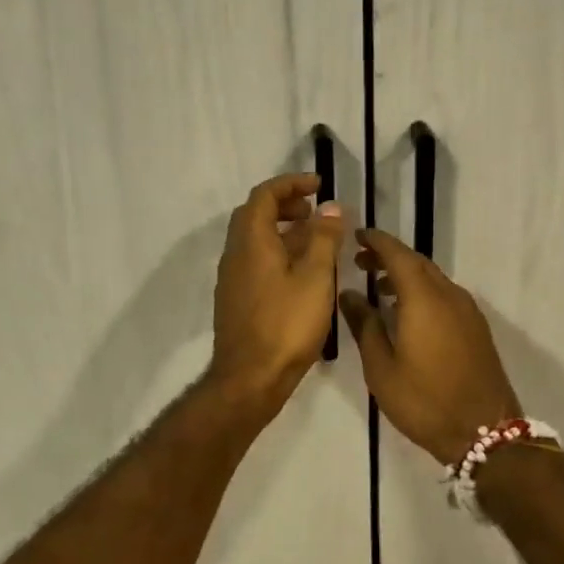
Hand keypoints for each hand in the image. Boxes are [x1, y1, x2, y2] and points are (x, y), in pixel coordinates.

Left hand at [208, 173, 346, 412]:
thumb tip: (329, 206)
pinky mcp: (237, 300)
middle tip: (315, 211)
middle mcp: (235, 255)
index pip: (264, 195)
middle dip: (285, 204)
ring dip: (282, 230)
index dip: (291, 184)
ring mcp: (233, 280)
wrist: (250, 379)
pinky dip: (277, 252)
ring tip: (315, 240)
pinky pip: (255, 261)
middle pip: (254, 214)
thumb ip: (323, 238)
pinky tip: (301, 273)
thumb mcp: (316, 278)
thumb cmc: (286, 325)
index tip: (318, 184)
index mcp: (251, 242)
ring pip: (254, 240)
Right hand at [338, 229, 520, 465]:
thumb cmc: (425, 401)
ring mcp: (467, 310)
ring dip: (406, 275)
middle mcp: (449, 295)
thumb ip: (365, 325)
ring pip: (433, 278)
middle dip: (389, 256)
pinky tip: (407, 311)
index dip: (376, 242)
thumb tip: (348, 294)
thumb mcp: (382, 368)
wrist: (485, 432)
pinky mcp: (476, 327)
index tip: (356, 236)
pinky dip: (423, 291)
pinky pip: (445, 295)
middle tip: (361, 262)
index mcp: (424, 298)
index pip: (398, 254)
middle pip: (417, 262)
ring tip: (379, 287)